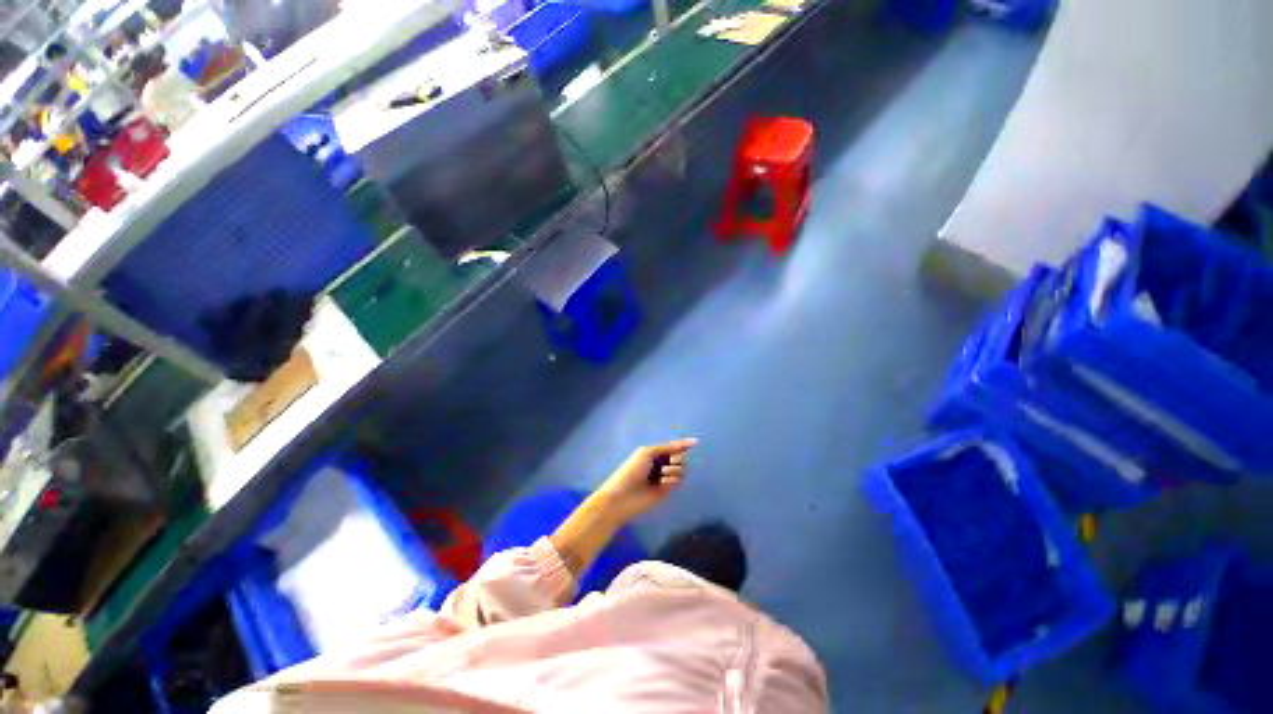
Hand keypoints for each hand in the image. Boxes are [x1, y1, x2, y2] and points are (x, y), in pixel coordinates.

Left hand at [591, 438, 697, 523]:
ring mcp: (664, 478)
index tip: (695, 442)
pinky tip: (664, 483)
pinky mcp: (667, 491)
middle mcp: (660, 465)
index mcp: (654, 454)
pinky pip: (678, 482)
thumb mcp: (647, 452)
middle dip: (678, 457)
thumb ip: (665, 448)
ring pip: (681, 470)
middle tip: (671, 460)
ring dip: (675, 469)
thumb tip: (681, 444)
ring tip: (664, 473)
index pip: (672, 447)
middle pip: (680, 458)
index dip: (683, 444)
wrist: (623, 496)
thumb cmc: (631, 470)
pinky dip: (673, 480)